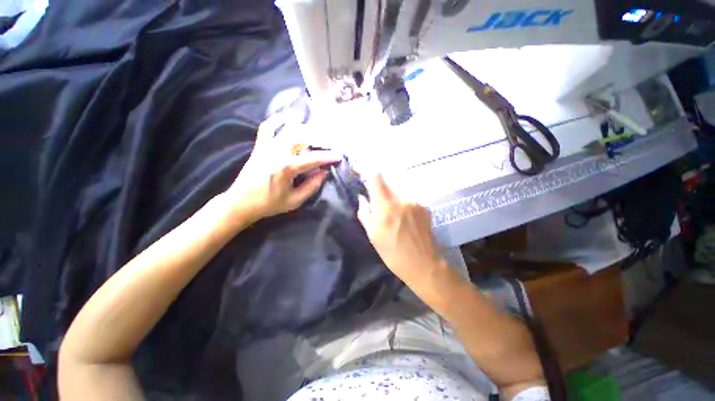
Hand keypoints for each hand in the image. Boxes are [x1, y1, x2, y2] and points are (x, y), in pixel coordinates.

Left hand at [224, 115, 339, 223]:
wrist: (241, 202)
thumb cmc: (269, 204)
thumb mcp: (294, 200)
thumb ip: (311, 186)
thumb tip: (324, 172)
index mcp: (286, 168)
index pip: (312, 159)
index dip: (328, 157)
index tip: (339, 156)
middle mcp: (277, 153)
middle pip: (302, 137)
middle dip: (319, 138)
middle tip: (329, 143)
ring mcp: (267, 147)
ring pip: (288, 130)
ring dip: (305, 129)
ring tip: (317, 132)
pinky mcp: (260, 146)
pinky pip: (267, 128)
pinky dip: (277, 120)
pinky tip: (286, 117)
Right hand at [357, 175, 447, 288]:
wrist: (424, 265)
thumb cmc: (393, 253)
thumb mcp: (372, 235)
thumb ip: (365, 212)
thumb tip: (362, 197)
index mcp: (385, 206)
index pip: (376, 178)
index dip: (368, 175)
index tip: (364, 178)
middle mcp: (401, 199)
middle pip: (388, 185)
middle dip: (381, 193)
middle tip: (380, 208)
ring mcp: (415, 202)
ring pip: (399, 193)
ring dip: (393, 200)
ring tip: (395, 218)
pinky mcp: (424, 207)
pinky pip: (409, 201)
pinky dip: (404, 206)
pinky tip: (406, 221)